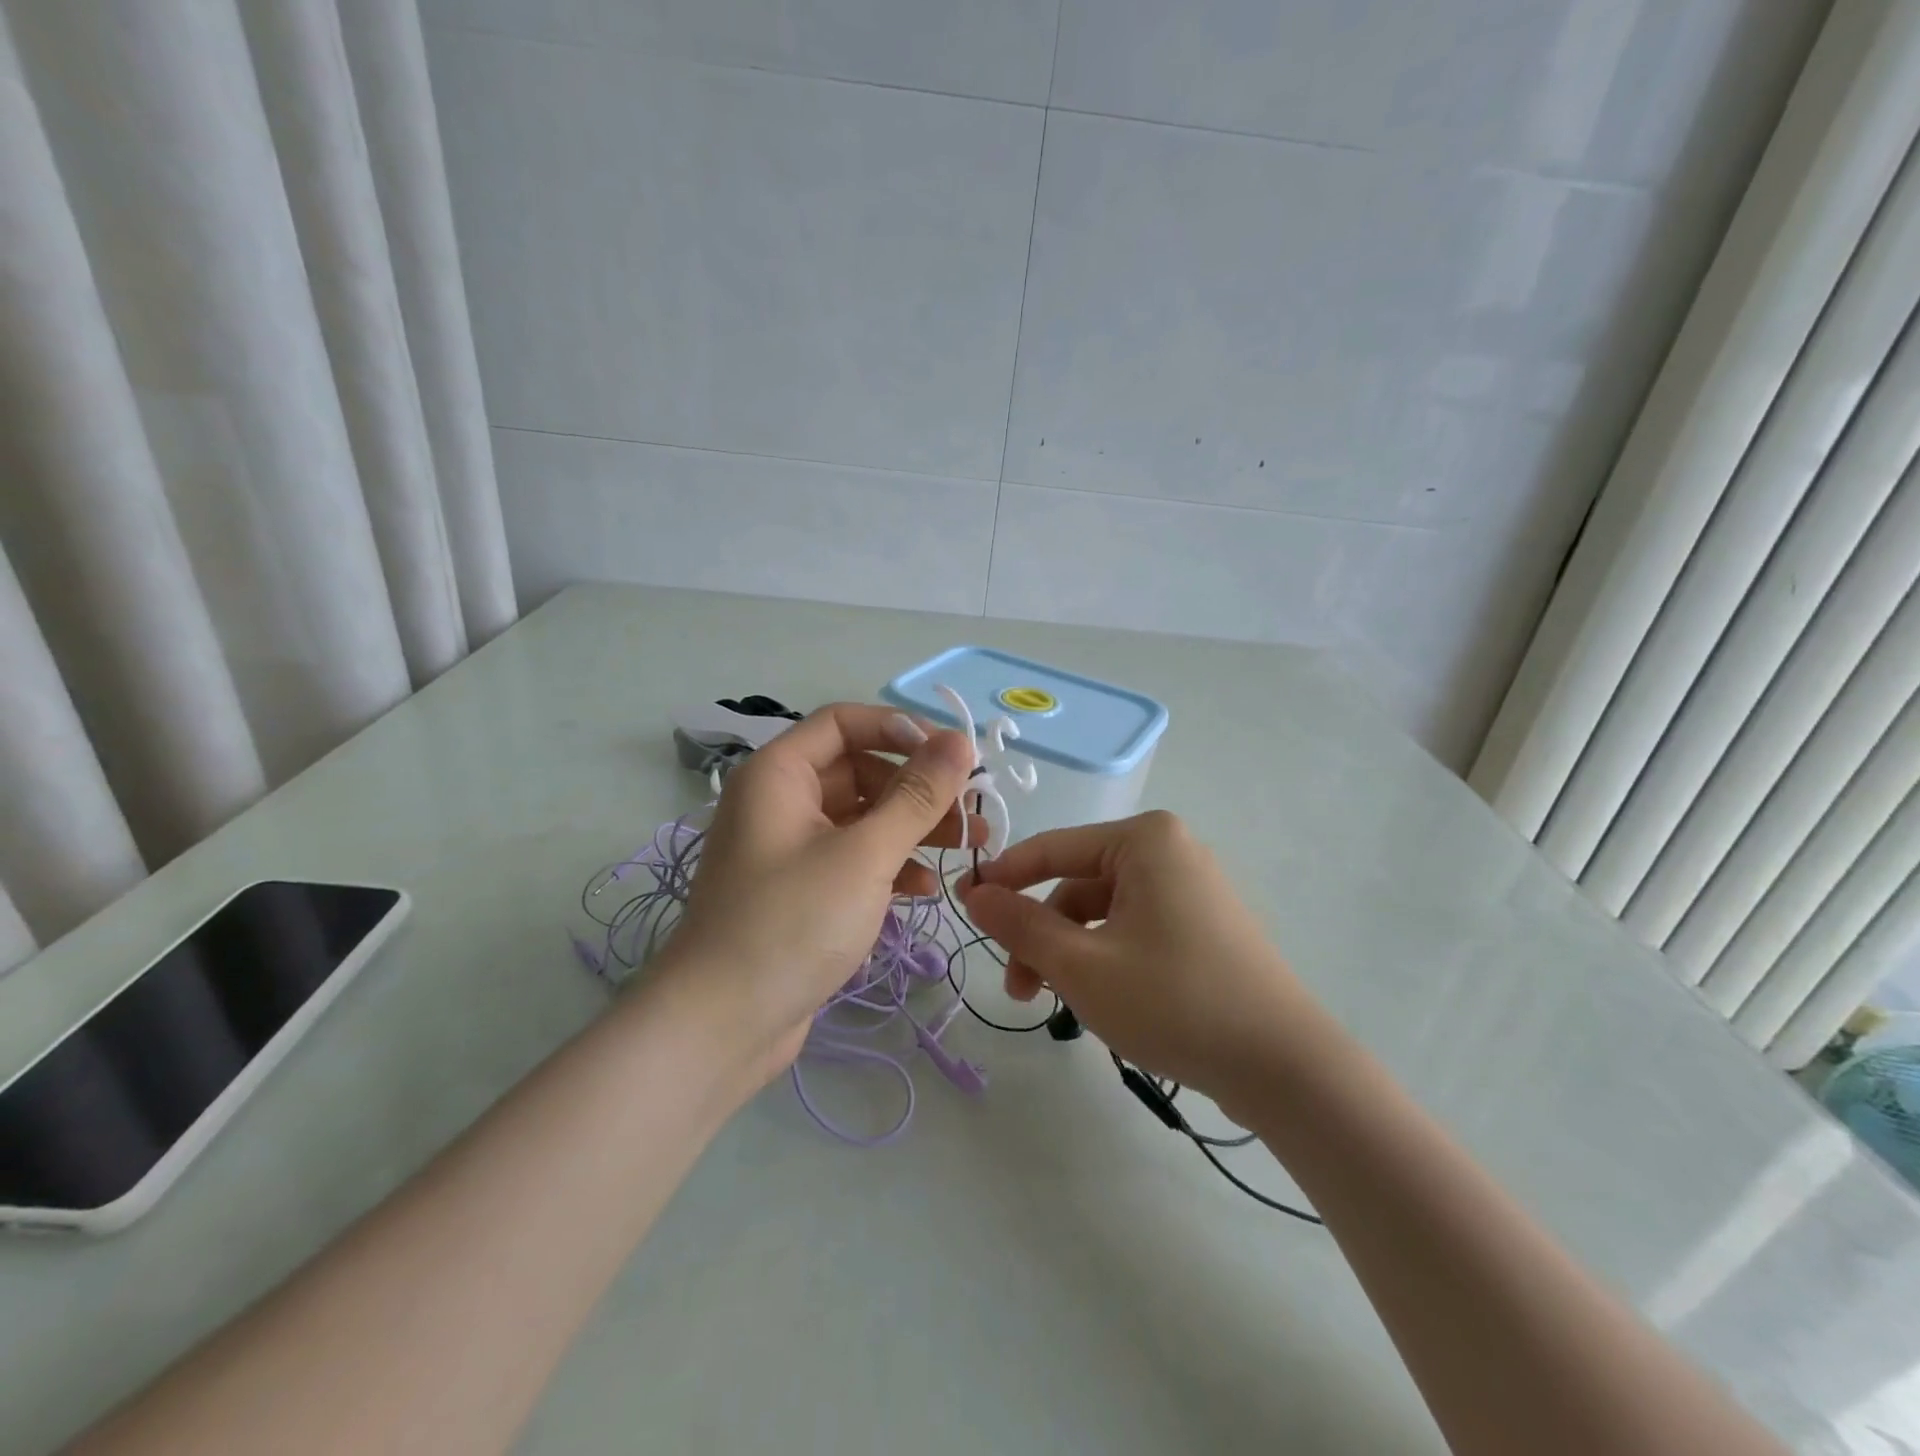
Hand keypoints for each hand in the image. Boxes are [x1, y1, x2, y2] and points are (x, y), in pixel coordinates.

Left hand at [656, 703, 979, 1087]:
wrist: (721, 1026)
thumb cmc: (792, 923)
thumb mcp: (865, 854)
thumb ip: (916, 795)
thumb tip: (960, 741)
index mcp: (780, 774)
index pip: (845, 722)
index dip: (901, 729)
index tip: (953, 755)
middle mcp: (781, 801)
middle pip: (859, 770)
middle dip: (918, 789)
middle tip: (971, 811)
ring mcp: (790, 848)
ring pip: (862, 818)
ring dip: (914, 828)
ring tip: (968, 847)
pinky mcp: (801, 891)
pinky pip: (853, 859)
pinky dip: (890, 866)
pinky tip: (925, 889)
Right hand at [961, 811, 1314, 1108]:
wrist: (1285, 1067)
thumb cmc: (1174, 1002)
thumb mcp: (1081, 965)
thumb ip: (1021, 925)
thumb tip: (976, 894)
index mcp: (1145, 840)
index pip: (1052, 848)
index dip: (1004, 880)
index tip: (964, 910)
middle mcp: (1169, 851)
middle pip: (1078, 885)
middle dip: (1041, 935)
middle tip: (1017, 988)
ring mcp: (1190, 888)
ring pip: (1103, 913)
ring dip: (1069, 953)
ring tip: (1053, 1005)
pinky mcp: (1202, 925)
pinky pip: (1133, 928)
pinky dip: (1104, 958)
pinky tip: (1096, 1000)